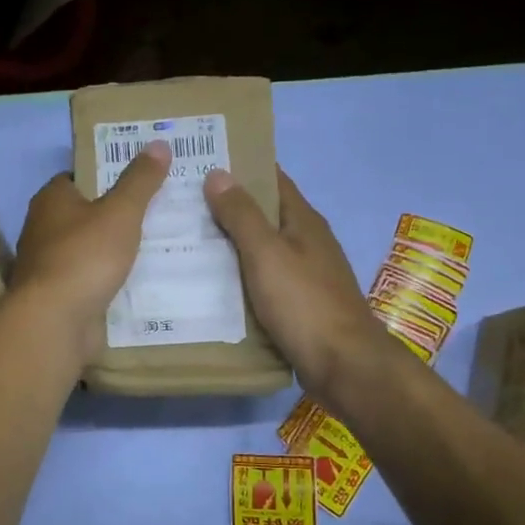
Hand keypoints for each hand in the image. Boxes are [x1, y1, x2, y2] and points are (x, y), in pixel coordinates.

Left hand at [11, 141, 170, 362]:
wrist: (56, 321)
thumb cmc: (85, 256)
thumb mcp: (121, 212)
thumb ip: (140, 180)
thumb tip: (159, 144)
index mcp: (51, 200)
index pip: (78, 177)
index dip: (106, 175)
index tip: (139, 178)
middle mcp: (43, 229)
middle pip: (83, 214)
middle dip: (114, 214)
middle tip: (156, 211)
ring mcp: (48, 265)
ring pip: (87, 249)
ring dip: (112, 250)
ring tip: (155, 246)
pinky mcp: (58, 296)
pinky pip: (89, 280)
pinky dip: (107, 279)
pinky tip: (137, 281)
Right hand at [204, 167, 394, 401]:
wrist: (343, 365)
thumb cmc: (304, 302)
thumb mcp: (267, 253)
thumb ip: (242, 215)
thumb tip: (218, 173)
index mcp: (303, 221)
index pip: (272, 179)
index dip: (242, 166)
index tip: (203, 159)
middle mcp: (307, 242)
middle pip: (264, 214)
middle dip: (228, 205)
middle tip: (181, 201)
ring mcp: (305, 274)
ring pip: (261, 249)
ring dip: (230, 243)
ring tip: (186, 238)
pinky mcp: (298, 304)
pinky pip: (262, 279)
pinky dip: (238, 275)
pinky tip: (210, 281)